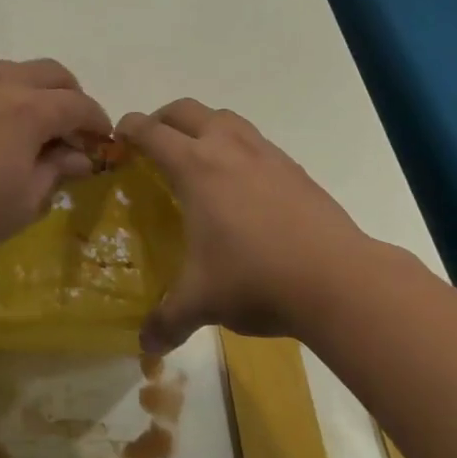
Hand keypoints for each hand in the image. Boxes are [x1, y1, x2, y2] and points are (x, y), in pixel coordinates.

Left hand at [0, 59, 110, 272]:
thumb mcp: (24, 202)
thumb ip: (56, 170)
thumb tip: (79, 155)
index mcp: (29, 109)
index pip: (78, 104)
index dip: (96, 120)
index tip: (101, 139)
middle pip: (49, 72)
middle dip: (68, 94)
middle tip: (69, 125)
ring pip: (9, 68)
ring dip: (29, 88)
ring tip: (25, 120)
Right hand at [118, 99, 375, 352]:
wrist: (338, 279)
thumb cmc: (256, 279)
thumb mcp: (203, 301)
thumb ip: (168, 320)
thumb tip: (145, 347)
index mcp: (195, 167)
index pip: (151, 132)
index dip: (130, 129)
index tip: (119, 137)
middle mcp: (226, 147)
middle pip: (186, 110)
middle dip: (162, 119)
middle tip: (153, 143)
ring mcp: (264, 153)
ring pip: (224, 117)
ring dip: (202, 125)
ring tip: (197, 156)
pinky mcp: (293, 167)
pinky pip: (254, 140)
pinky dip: (236, 146)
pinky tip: (241, 183)